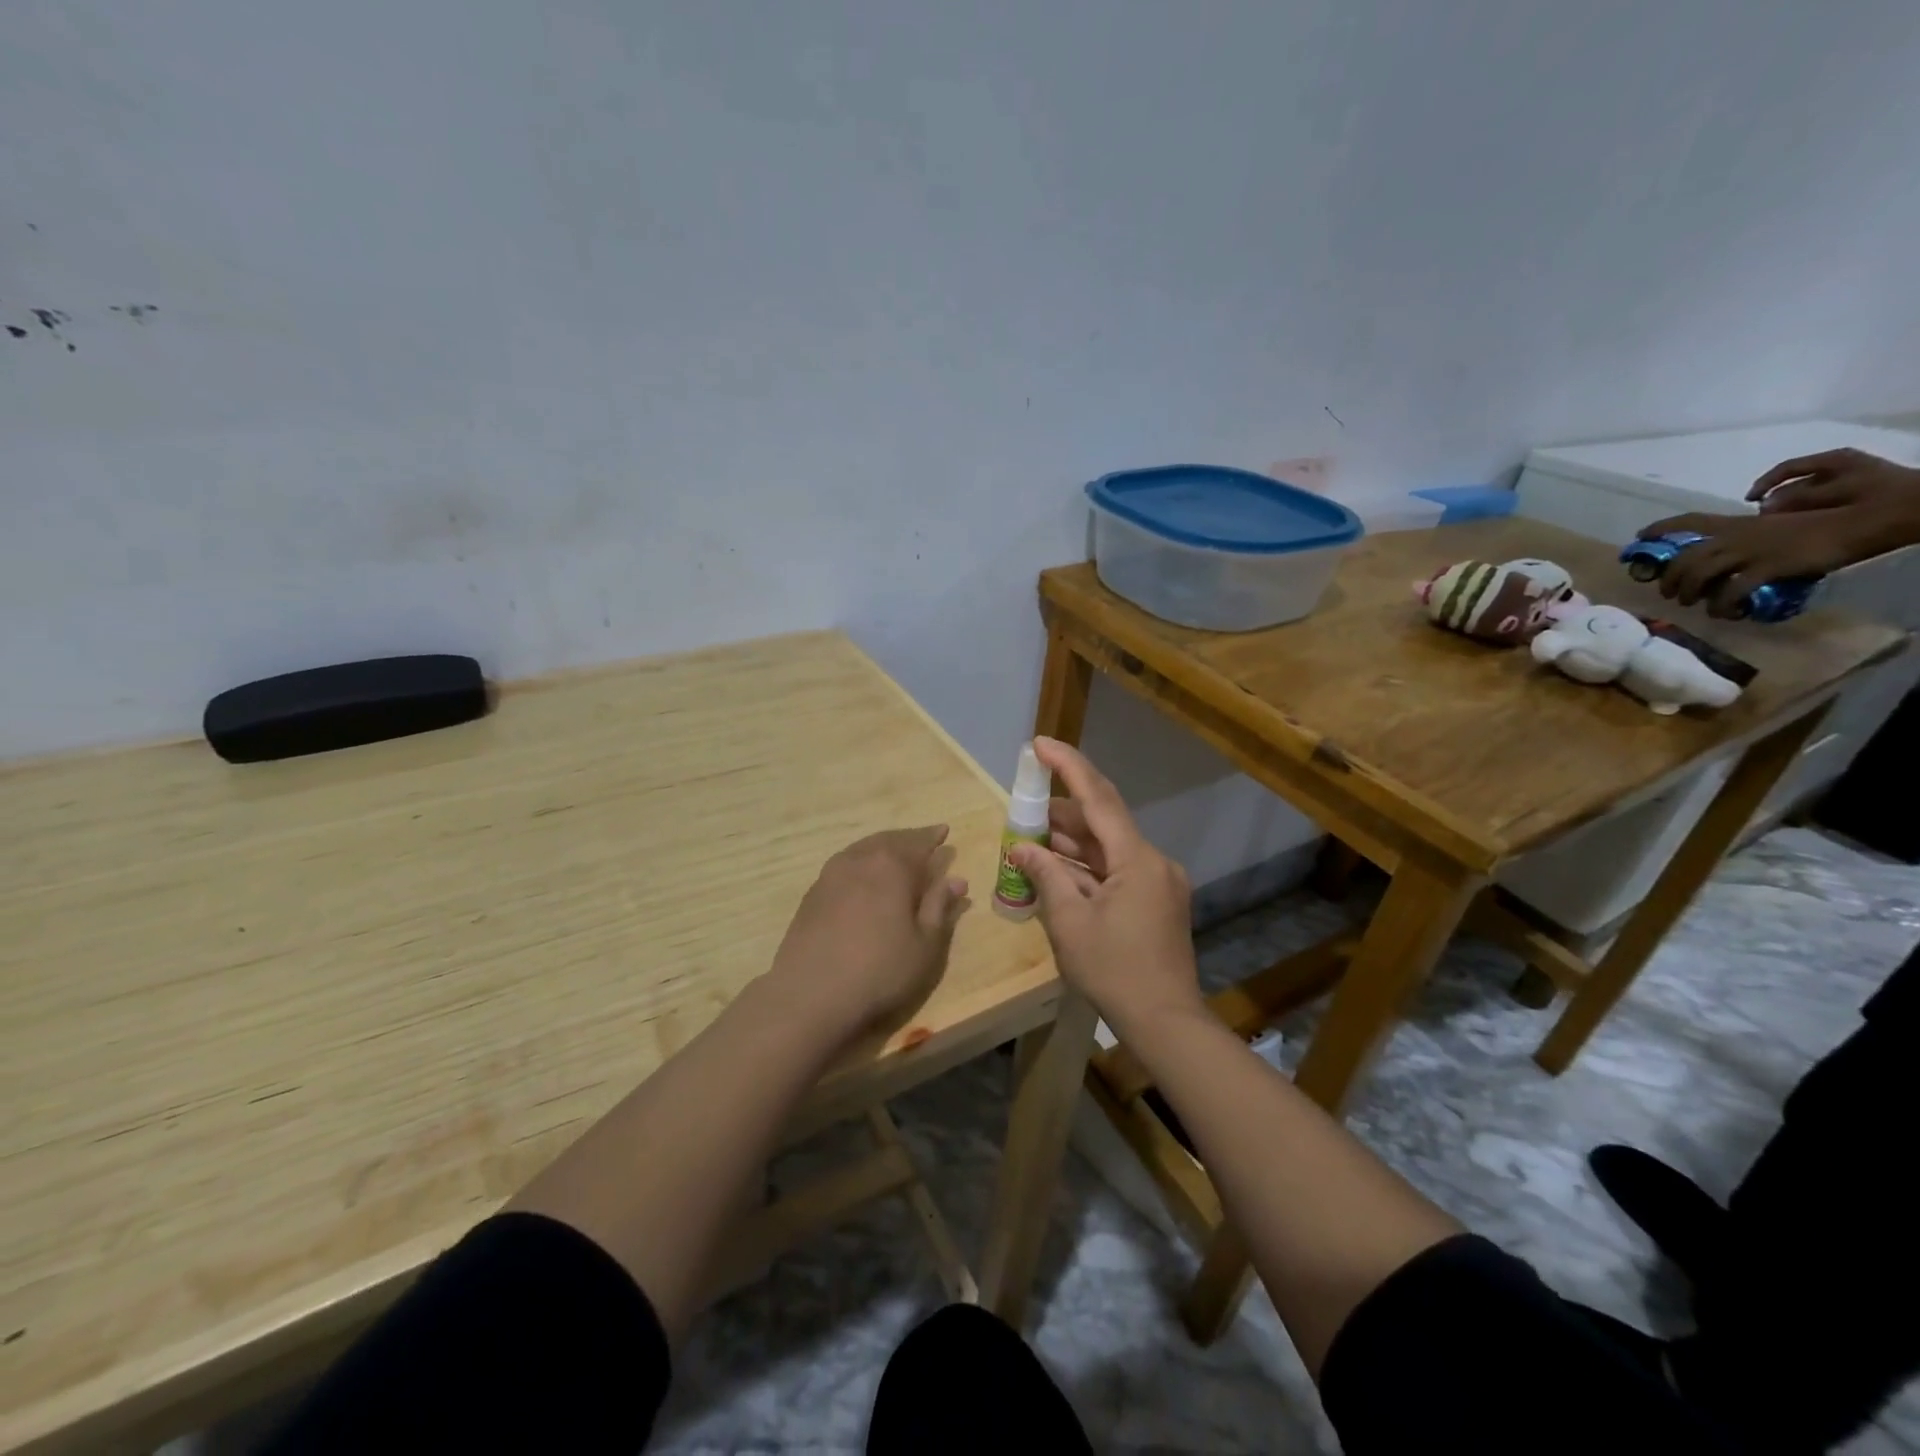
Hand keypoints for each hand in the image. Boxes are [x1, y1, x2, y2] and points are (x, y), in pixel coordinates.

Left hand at [767, 826, 968, 1042]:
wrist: (810, 992)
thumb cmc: (880, 970)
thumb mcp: (925, 945)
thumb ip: (939, 907)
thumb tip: (956, 880)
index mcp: (893, 865)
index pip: (920, 843)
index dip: (934, 838)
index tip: (945, 832)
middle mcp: (861, 859)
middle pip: (890, 840)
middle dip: (909, 839)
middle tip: (923, 840)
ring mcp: (831, 873)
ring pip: (864, 849)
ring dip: (883, 848)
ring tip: (895, 855)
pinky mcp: (813, 892)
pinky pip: (845, 864)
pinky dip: (862, 863)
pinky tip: (864, 877)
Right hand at [1006, 738, 1200, 1036]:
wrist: (1165, 1022)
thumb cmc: (1114, 970)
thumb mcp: (1069, 922)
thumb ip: (1045, 876)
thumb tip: (1021, 848)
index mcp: (1137, 859)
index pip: (1099, 798)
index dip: (1069, 766)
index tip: (1040, 744)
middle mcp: (1154, 861)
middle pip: (1103, 823)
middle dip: (1060, 815)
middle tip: (1023, 810)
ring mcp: (1158, 882)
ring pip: (1109, 848)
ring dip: (1071, 843)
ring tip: (1030, 840)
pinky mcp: (1156, 901)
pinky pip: (1116, 870)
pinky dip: (1086, 867)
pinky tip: (1056, 870)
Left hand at [1637, 449, 1919, 617]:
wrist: (1862, 521)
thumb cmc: (1820, 522)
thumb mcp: (1775, 523)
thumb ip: (1747, 534)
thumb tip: (1728, 553)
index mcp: (1737, 523)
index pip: (1690, 521)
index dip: (1660, 528)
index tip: (1638, 538)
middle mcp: (1736, 536)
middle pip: (1683, 558)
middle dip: (1669, 579)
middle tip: (1670, 593)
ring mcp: (1751, 551)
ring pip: (1698, 575)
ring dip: (1689, 594)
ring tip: (1693, 604)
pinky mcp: (1769, 567)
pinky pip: (1732, 591)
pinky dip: (1722, 605)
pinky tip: (1724, 612)